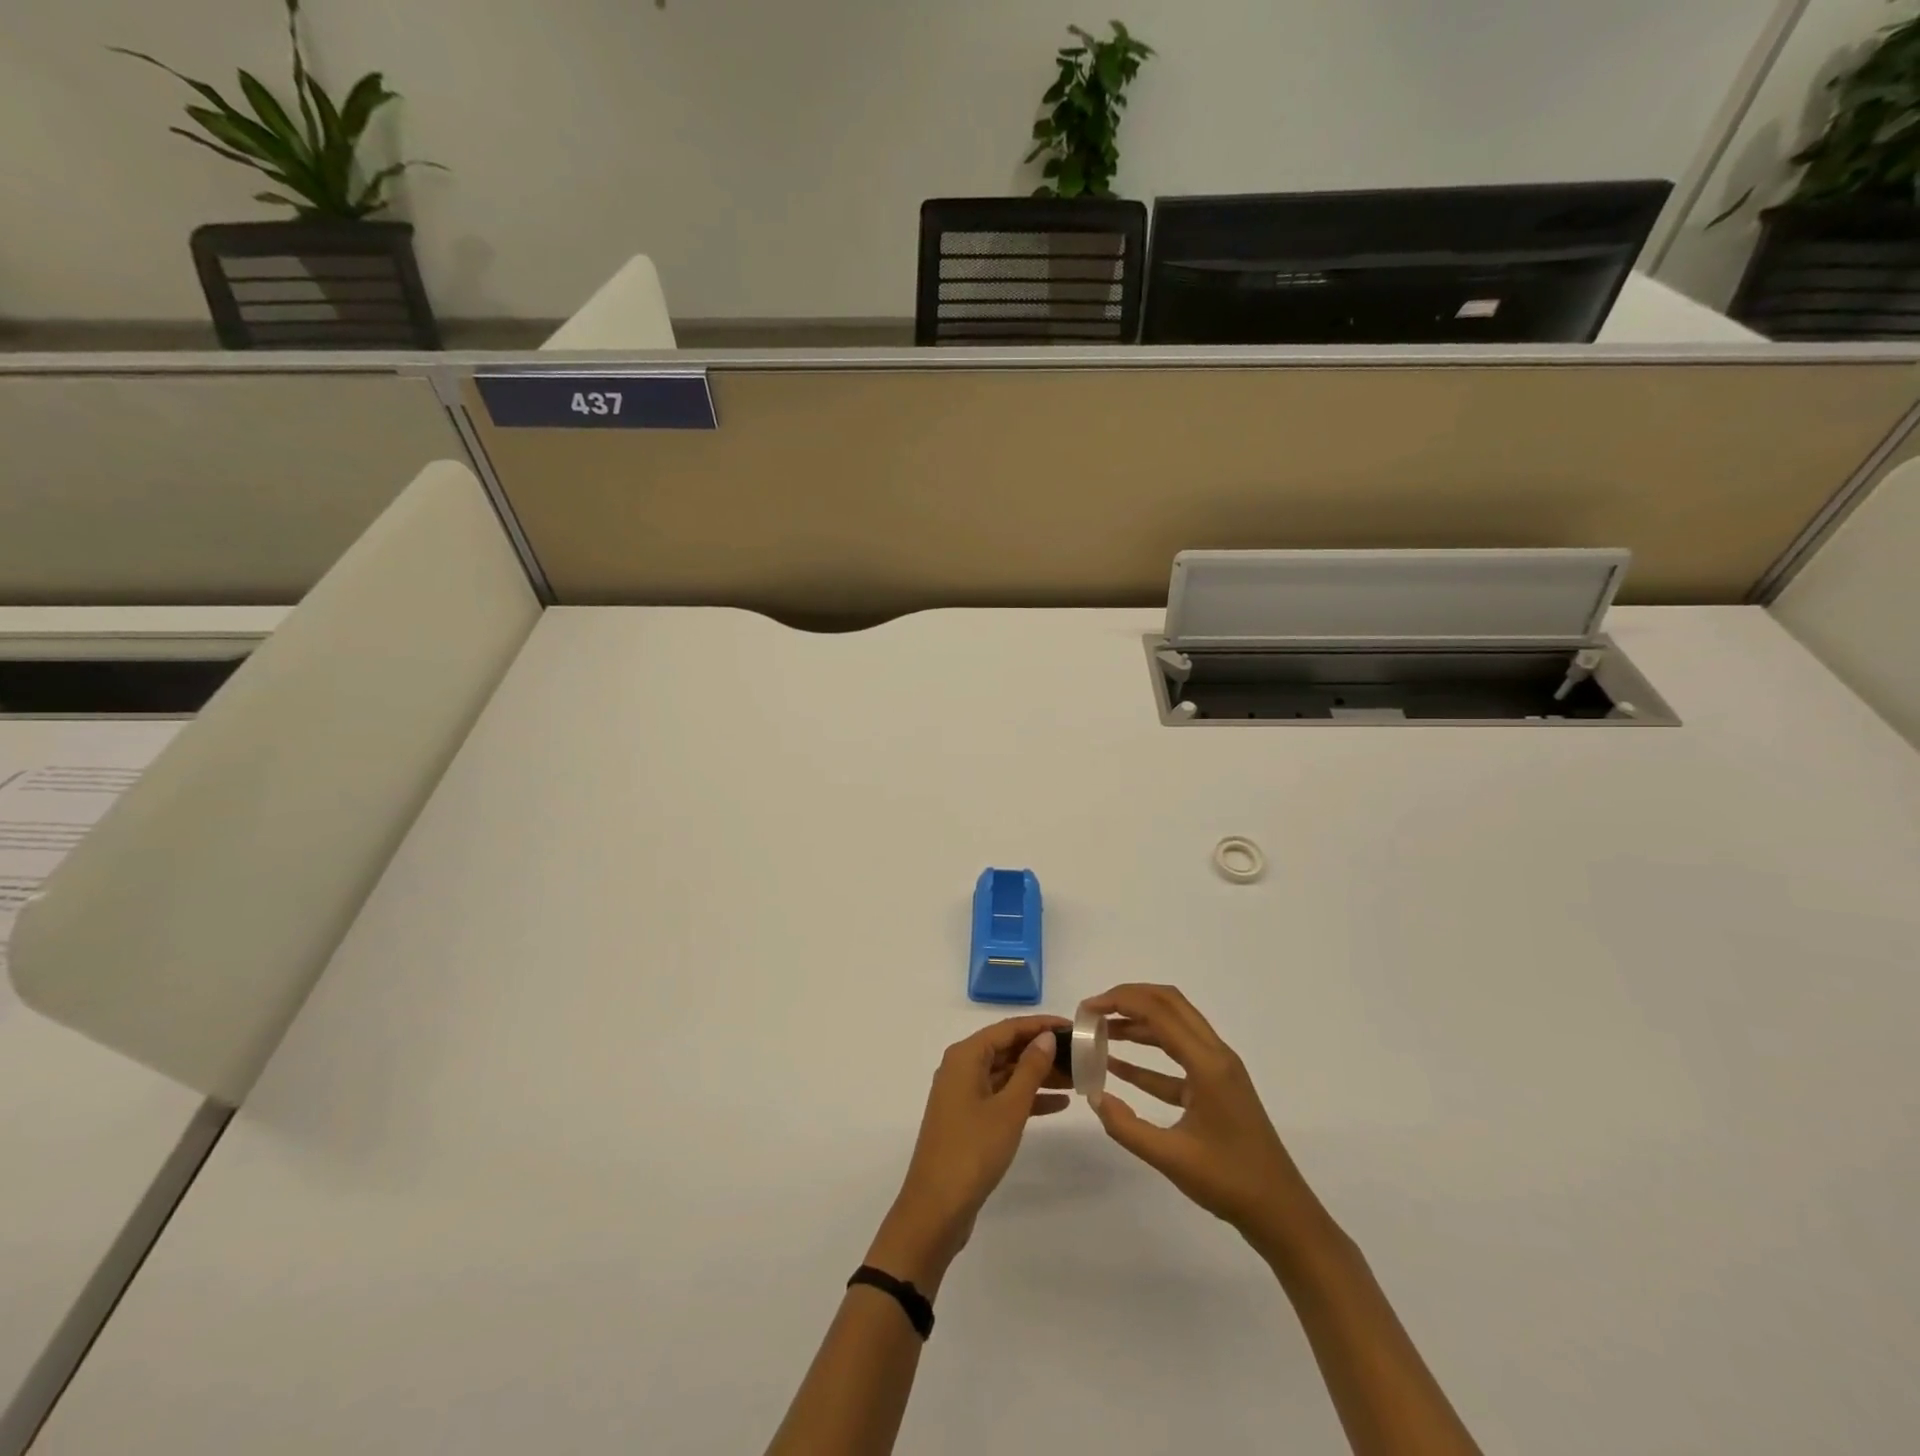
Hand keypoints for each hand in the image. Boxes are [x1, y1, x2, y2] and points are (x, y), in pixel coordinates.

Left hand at [868, 1015, 1070, 1290]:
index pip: (1008, 1028)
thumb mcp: (1009, 1108)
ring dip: (1038, 1075)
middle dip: (1042, 1051)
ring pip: (1006, 1074)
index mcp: (965, 1056)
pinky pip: (1002, 1096)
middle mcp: (961, 1068)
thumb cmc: (973, 1150)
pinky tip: (1058, 1104)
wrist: (937, 1208)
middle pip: (1007, 1049)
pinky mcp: (969, 1119)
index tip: (1073, 1027)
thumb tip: (1046, 1038)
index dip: (1041, 1025)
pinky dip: (1027, 1098)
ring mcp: (964, 1095)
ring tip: (1076, 1078)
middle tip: (1080, 1054)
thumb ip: (1030, 1069)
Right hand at [1087, 984, 1332, 1260]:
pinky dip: (1149, 1055)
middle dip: (1129, 999)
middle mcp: (1215, 1055)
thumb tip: (1095, 1097)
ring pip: (1174, 1026)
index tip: (1087, 1010)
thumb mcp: (1171, 1158)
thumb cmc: (1230, 1182)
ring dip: (1138, 1023)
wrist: (1282, 1214)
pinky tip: (1119, 1066)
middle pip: (1169, 1004)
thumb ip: (1127, 1126)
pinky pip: (1178, 1057)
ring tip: (1101, 1031)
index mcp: (1208, 1063)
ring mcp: (1218, 1070)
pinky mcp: (1216, 1087)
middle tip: (1094, 1010)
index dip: (1120, 1002)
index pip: (1159, 1012)